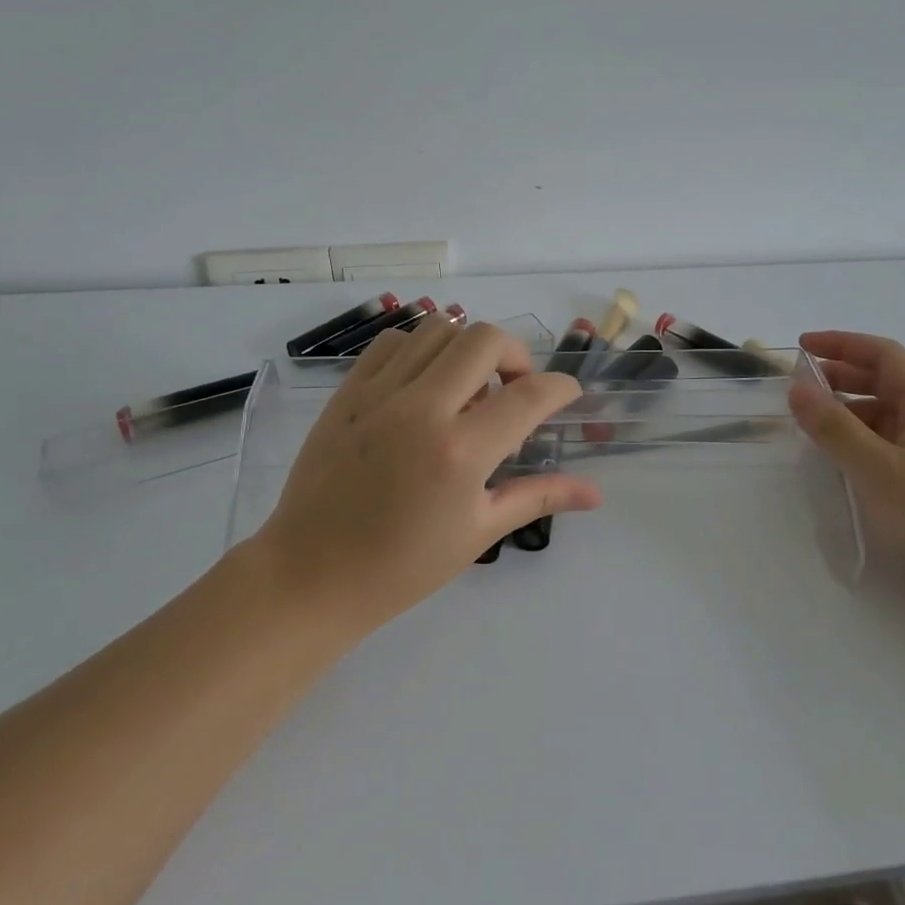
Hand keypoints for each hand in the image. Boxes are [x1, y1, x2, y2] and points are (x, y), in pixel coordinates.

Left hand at [254, 316, 602, 635]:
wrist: (309, 576)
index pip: (528, 396)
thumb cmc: (401, 566)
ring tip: (468, 386)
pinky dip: (420, 348)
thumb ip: (538, 498)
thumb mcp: (478, 533)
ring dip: (468, 348)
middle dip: (516, 354)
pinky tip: (424, 382)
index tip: (566, 394)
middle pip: (484, 339)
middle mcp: (422, 409)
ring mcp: (379, 395)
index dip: (559, 388)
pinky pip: (393, 342)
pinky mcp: (347, 392)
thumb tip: (595, 493)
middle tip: (514, 388)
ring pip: (438, 329)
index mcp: (460, 453)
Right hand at [787, 330, 904, 628]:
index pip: (884, 356)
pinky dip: (855, 443)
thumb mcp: (877, 471)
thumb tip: (797, 388)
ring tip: (807, 425)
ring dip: (845, 413)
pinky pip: (884, 447)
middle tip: (796, 388)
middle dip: (839, 378)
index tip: (800, 346)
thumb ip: (834, 428)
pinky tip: (834, 460)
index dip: (842, 344)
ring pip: (881, 417)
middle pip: (883, 383)